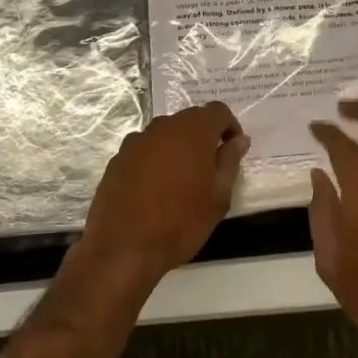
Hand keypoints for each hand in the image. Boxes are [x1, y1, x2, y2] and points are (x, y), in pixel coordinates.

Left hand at [79, 102, 248, 288]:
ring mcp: (137, 141)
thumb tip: (239, 139)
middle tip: (210, 167)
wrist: (124, 247)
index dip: (229, 126)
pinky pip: (144, 150)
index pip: (218, 111)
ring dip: (178, 147)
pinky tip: (154, 189)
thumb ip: (230, 161)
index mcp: (193, 131)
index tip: (232, 149)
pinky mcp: (118, 158)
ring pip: (165, 134)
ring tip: (181, 180)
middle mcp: (163, 127)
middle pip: (190, 119)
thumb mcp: (218, 196)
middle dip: (203, 136)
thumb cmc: (181, 221)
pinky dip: (155, 160)